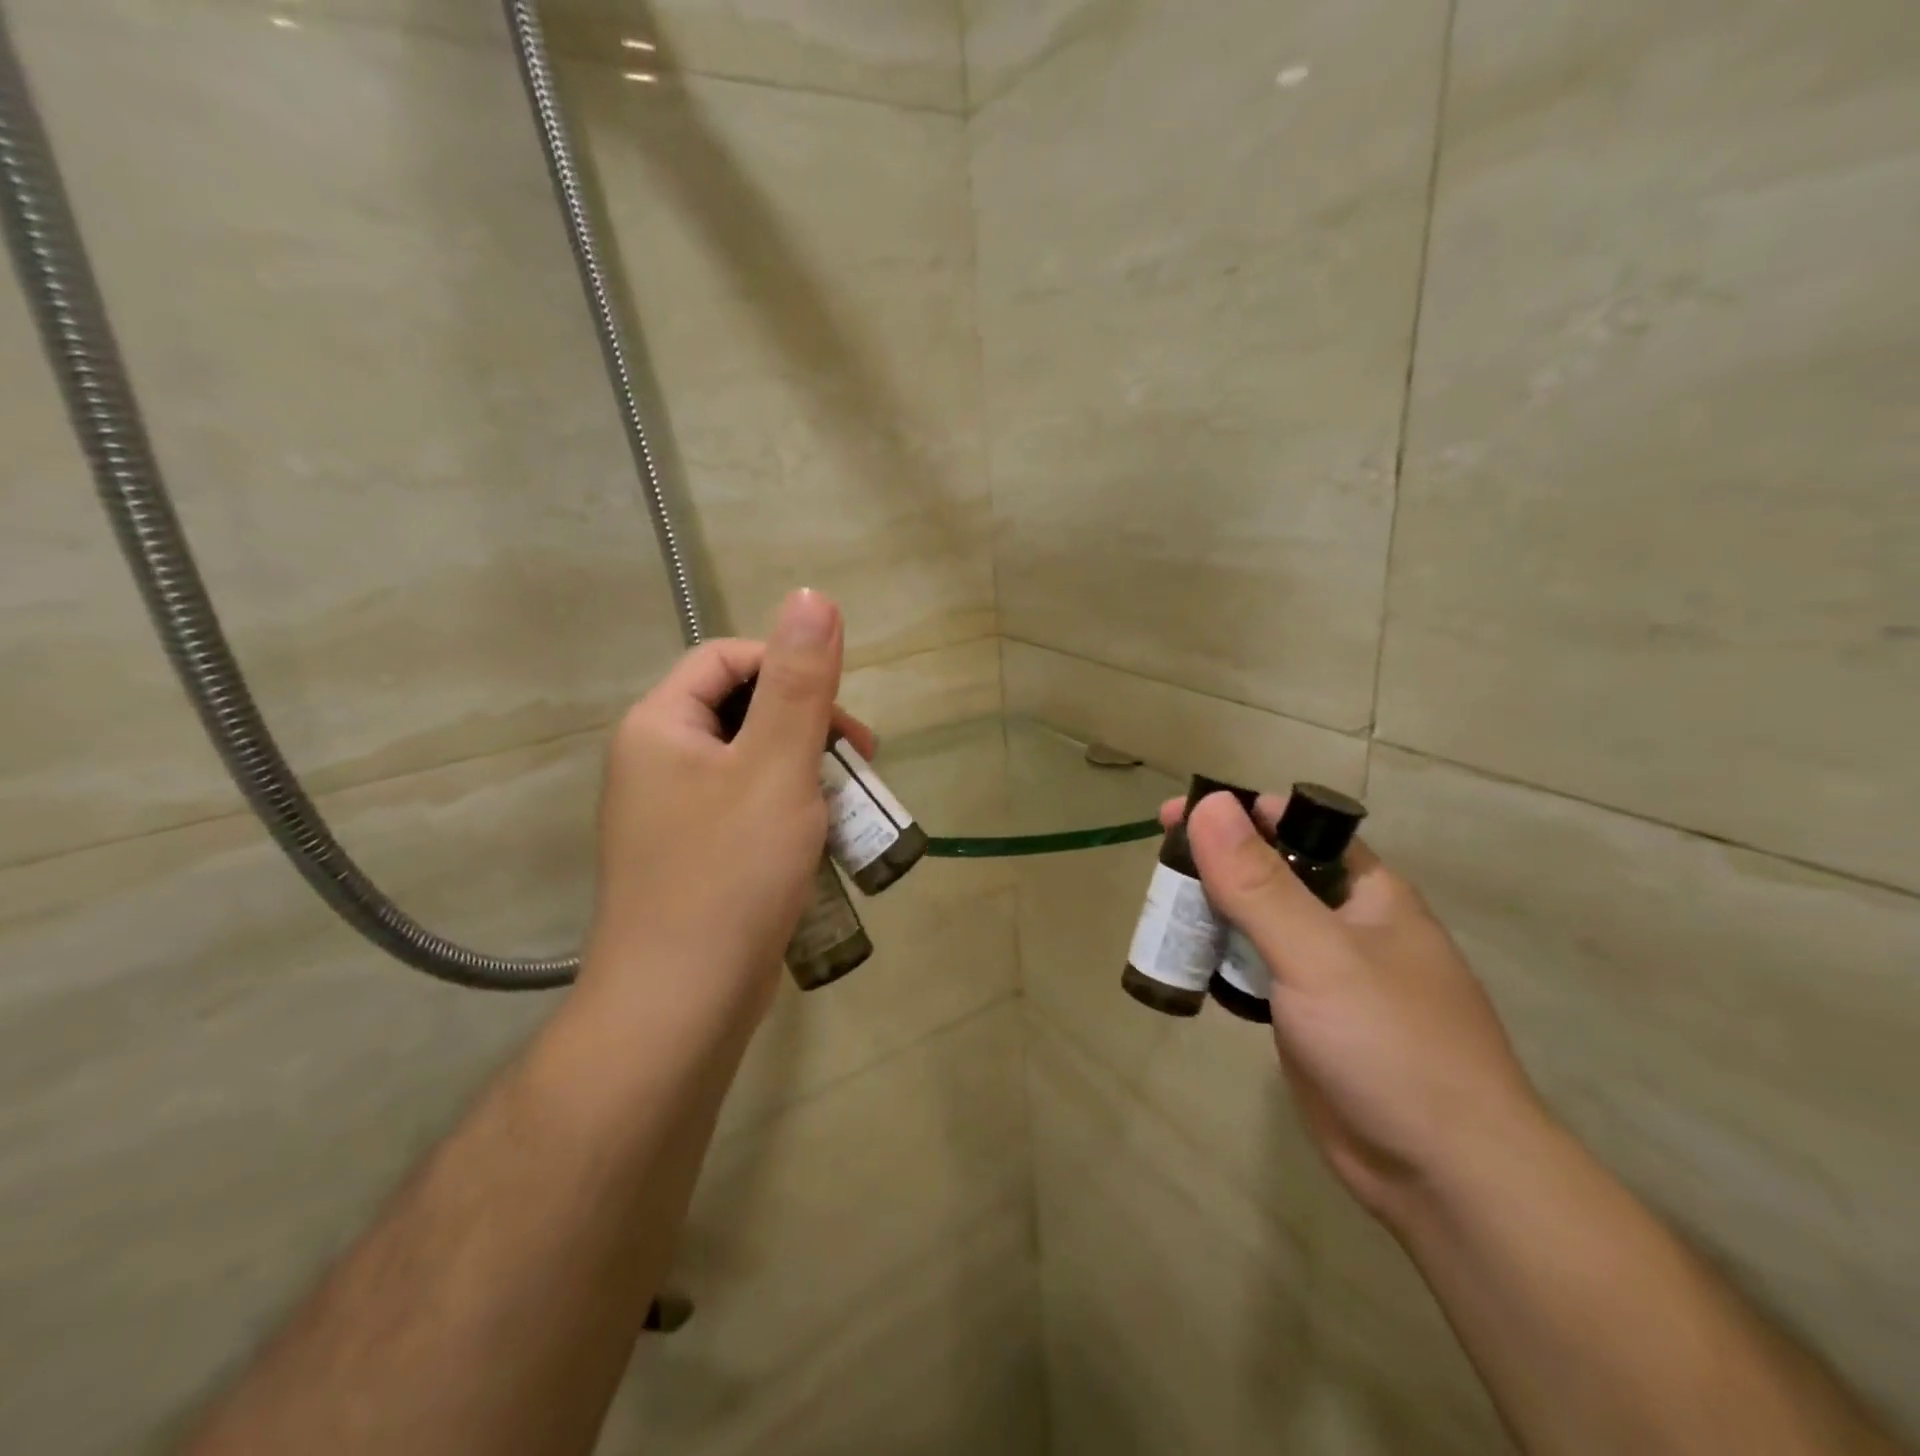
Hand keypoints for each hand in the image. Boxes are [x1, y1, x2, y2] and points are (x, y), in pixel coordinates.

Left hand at [585, 589, 873, 1020]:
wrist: (681, 1005)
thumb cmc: (730, 875)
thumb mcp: (776, 767)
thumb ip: (799, 682)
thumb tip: (814, 597)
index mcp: (660, 727)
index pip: (727, 660)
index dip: (788, 668)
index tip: (840, 715)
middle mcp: (656, 764)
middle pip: (741, 710)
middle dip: (807, 726)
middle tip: (859, 763)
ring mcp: (672, 817)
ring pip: (750, 765)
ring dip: (806, 773)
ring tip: (849, 807)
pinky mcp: (694, 859)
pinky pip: (746, 811)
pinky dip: (789, 813)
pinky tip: (822, 844)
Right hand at [1166, 793, 1546, 1226]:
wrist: (1444, 1176)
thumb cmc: (1389, 1044)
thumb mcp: (1318, 954)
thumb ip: (1258, 882)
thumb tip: (1210, 804)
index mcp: (1366, 891)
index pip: (1294, 826)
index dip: (1236, 813)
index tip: (1176, 814)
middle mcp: (1346, 922)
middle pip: (1268, 873)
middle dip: (1214, 865)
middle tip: (1158, 871)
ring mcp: (1325, 972)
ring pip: (1257, 923)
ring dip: (1212, 914)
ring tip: (1160, 916)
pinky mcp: (1306, 1016)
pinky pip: (1254, 970)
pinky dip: (1221, 961)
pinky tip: (1188, 966)